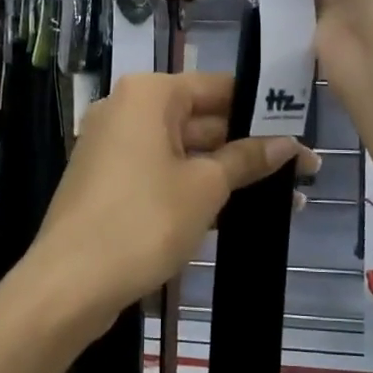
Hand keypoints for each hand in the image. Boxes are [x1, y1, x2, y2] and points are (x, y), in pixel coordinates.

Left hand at [27, 72, 315, 328]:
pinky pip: (165, 173)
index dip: (261, 108)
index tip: (300, 127)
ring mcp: (116, 147)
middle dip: (250, 146)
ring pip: (185, 151)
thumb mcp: (205, 187)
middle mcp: (128, 110)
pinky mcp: (111, 182)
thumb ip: (247, 159)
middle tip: (303, 168)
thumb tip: (289, 144)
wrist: (69, 285)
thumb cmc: (143, 221)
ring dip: (230, 172)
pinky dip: (198, 187)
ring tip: (286, 196)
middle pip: (202, 119)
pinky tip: (241, 211)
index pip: (218, 87)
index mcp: (148, 94)